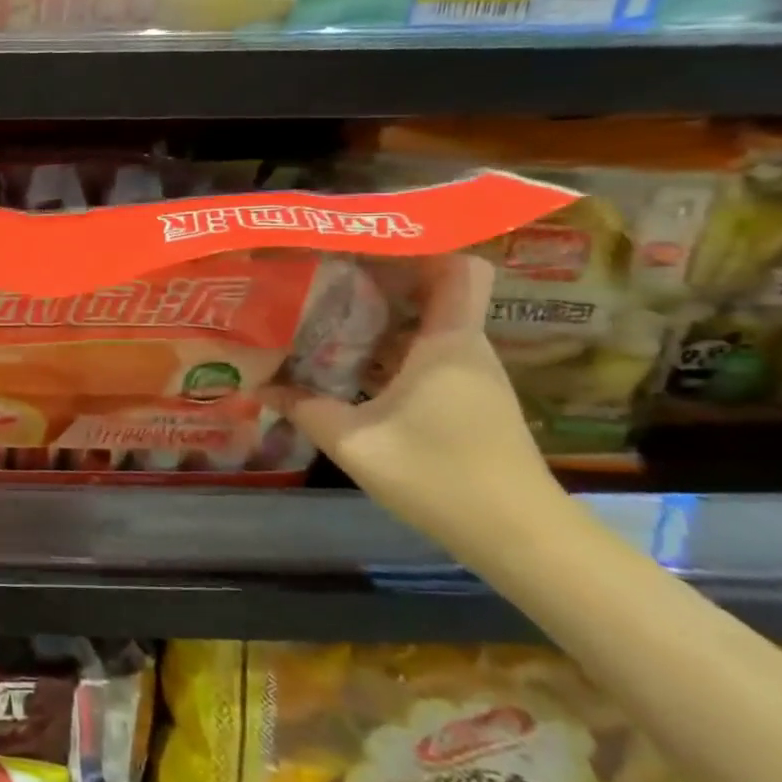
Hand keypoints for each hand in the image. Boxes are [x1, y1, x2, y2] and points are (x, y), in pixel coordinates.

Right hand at [262, 254, 565, 555]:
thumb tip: (260, 387)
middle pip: (431, 291)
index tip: (365, 242)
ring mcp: (470, 376)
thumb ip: (305, 409)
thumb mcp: (355, 442)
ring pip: (426, 325)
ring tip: (324, 314)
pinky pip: (426, 355)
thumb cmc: (441, 476)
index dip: (419, 245)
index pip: (458, 266)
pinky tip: (349, 365)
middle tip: (321, 276)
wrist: (522, 539)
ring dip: (380, 317)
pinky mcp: (469, 402)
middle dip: (379, 279)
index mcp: (448, 342)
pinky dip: (390, 350)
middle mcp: (465, 348)